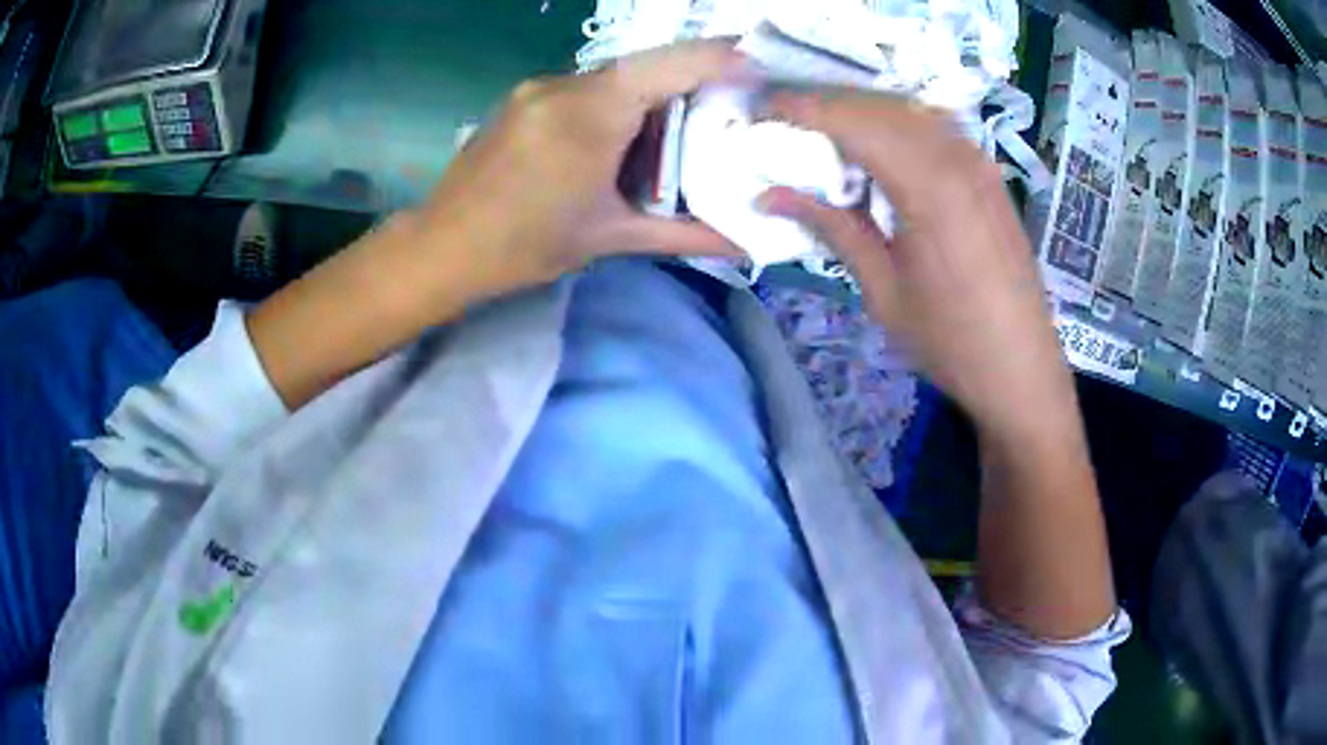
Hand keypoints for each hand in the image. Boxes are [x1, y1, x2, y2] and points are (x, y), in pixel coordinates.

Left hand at [403, 40, 744, 302]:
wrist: (441, 247)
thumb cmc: (522, 247)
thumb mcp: (609, 238)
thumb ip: (684, 235)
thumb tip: (748, 243)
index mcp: (590, 114)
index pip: (673, 63)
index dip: (725, 57)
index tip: (764, 68)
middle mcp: (564, 85)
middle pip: (647, 68)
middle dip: (693, 85)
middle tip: (728, 114)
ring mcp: (539, 87)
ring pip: (617, 79)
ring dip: (653, 100)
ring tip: (678, 136)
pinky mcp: (525, 97)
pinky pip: (587, 89)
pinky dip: (618, 106)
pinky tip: (622, 142)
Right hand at [757, 91, 1072, 435]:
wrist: (1022, 370)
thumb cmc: (950, 342)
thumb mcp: (883, 290)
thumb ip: (833, 228)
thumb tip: (771, 195)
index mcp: (928, 187)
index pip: (854, 122)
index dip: (803, 108)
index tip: (762, 108)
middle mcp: (957, 159)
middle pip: (881, 107)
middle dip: (828, 105)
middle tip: (786, 119)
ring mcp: (980, 163)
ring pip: (911, 111)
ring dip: (864, 112)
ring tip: (826, 131)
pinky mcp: (990, 175)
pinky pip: (937, 129)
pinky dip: (899, 125)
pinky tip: (881, 148)